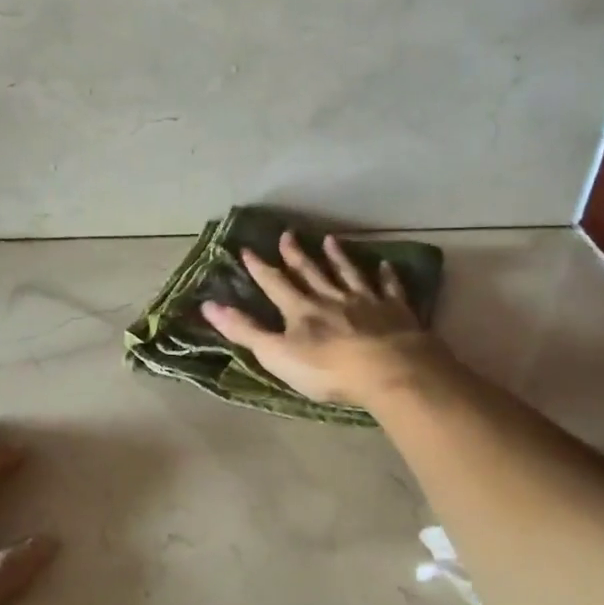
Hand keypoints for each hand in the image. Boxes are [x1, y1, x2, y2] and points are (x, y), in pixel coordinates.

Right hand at [201, 232, 443, 407]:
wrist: (388, 370)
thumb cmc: (327, 369)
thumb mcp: (276, 354)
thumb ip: (245, 330)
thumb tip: (208, 305)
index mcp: (301, 310)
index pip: (275, 284)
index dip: (260, 268)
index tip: (247, 249)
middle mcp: (331, 298)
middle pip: (311, 272)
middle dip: (296, 254)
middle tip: (287, 234)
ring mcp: (366, 301)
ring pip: (348, 274)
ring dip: (338, 257)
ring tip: (331, 240)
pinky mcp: (395, 311)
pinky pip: (389, 288)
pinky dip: (386, 276)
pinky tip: (384, 265)